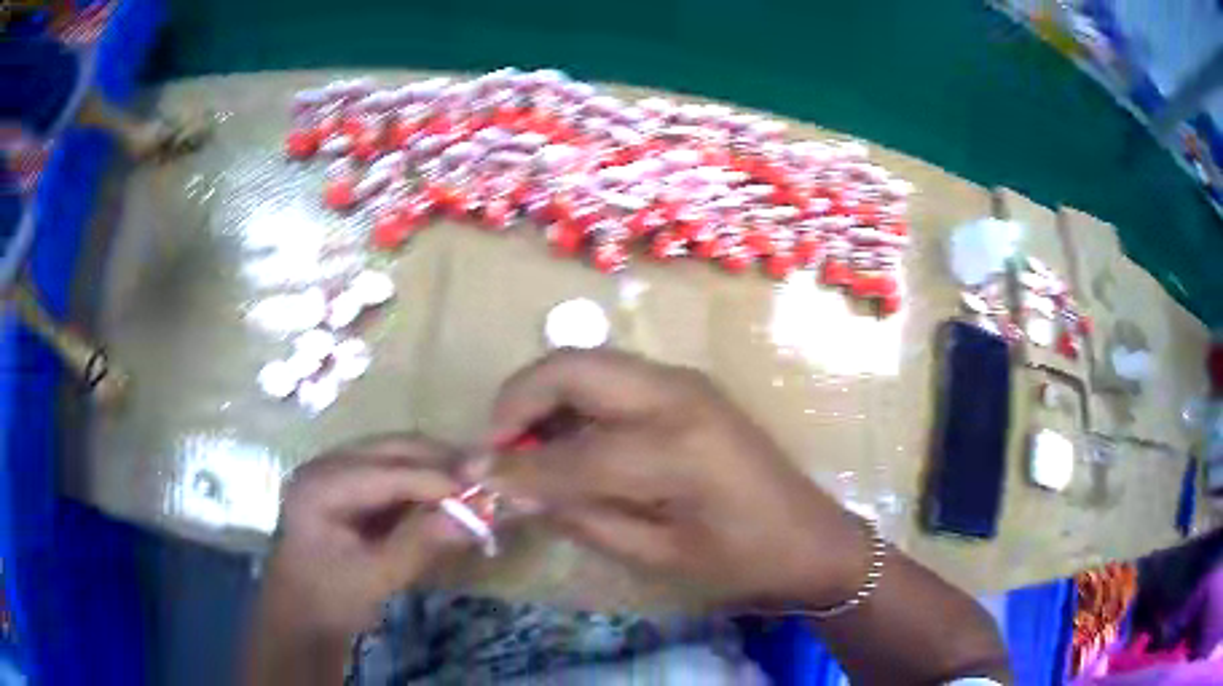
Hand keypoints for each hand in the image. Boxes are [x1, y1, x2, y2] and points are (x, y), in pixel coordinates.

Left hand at [261, 434, 470, 636]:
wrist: (302, 611)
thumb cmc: (331, 599)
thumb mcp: (374, 578)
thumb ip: (419, 545)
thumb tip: (471, 520)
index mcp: (320, 486)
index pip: (384, 471)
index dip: (434, 478)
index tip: (480, 492)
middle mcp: (325, 464)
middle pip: (389, 448)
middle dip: (438, 461)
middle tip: (483, 479)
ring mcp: (335, 469)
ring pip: (394, 452)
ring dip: (434, 466)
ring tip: (470, 485)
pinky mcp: (348, 481)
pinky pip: (392, 469)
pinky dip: (422, 479)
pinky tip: (445, 493)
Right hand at [486, 350, 869, 608]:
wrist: (811, 538)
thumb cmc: (741, 563)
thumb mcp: (659, 557)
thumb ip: (582, 516)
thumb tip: (516, 490)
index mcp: (677, 451)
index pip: (569, 453)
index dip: (512, 468)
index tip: (470, 477)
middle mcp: (678, 397)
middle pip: (571, 368)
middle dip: (517, 400)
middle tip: (496, 447)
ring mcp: (686, 382)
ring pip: (588, 362)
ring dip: (544, 394)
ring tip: (523, 444)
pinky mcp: (689, 385)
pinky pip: (613, 375)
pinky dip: (574, 397)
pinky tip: (566, 437)